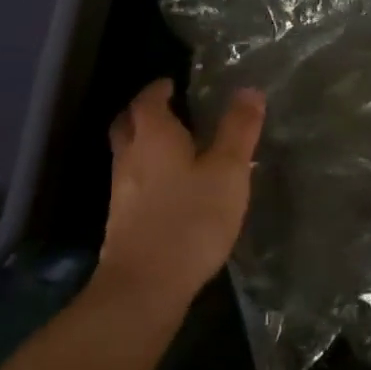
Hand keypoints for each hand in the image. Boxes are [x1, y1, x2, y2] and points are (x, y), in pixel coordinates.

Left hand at [94, 78, 265, 309]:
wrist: (145, 286)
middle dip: (144, 112)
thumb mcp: (228, 171)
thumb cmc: (190, 219)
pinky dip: (147, 171)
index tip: (173, 83)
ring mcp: (121, 190)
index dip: (159, 89)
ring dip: (144, 142)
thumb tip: (248, 90)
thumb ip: (238, 130)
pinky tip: (169, 186)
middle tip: (168, 108)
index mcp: (154, 136)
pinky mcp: (122, 220)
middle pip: (128, 123)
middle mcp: (130, 157)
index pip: (148, 100)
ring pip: (128, 153)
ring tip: (174, 144)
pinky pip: (132, 180)